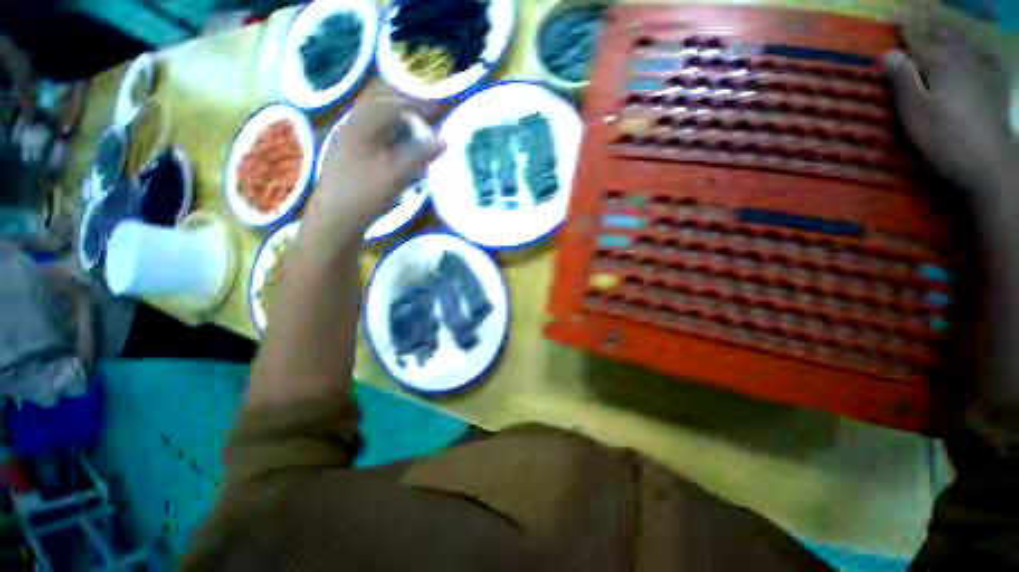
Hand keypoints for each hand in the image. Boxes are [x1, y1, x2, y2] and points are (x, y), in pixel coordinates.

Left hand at [313, 84, 444, 229]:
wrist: (335, 220)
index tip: (436, 117)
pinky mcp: (346, 161)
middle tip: (426, 133)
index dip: (417, 109)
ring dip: (399, 135)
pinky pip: (372, 145)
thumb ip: (421, 154)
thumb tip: (445, 140)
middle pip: (382, 114)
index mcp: (360, 126)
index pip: (392, 105)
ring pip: (377, 130)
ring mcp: (346, 145)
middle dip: (407, 120)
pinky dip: (390, 148)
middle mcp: (350, 129)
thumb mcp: (398, 173)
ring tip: (415, 149)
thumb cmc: (366, 193)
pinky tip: (397, 165)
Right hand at [883, 17, 1015, 197]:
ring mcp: (981, 76)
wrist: (989, 166)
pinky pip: (983, 61)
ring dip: (950, 35)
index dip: (905, 26)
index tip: (891, 16)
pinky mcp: (993, 92)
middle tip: (915, 17)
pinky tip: (974, 51)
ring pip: (964, 47)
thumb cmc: (945, 140)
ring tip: (940, 28)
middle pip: (944, 37)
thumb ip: (902, 81)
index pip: (919, 38)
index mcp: (941, 65)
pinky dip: (975, 52)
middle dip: (929, 25)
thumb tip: (887, 54)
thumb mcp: (915, 112)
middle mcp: (963, 63)